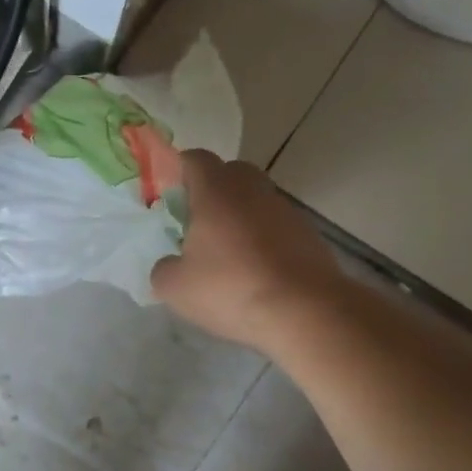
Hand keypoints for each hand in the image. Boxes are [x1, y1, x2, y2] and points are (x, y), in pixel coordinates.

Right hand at [151, 150, 345, 351]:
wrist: (305, 311)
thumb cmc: (230, 288)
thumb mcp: (175, 287)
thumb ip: (164, 268)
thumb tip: (171, 263)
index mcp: (216, 191)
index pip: (195, 159)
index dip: (179, 170)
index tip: (168, 194)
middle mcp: (253, 190)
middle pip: (230, 173)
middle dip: (211, 190)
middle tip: (194, 222)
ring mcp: (285, 210)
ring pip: (254, 200)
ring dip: (238, 217)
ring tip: (224, 254)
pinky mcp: (308, 234)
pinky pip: (274, 226)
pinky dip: (261, 240)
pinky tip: (252, 272)